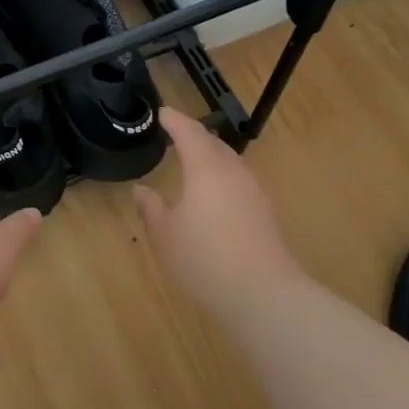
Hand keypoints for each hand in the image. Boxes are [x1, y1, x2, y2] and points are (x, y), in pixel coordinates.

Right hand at [133, 106, 300, 303]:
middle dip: (194, 136)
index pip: (189, 132)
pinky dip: (222, 178)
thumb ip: (152, 208)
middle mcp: (233, 172)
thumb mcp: (165, 234)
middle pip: (214, 143)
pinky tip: (213, 197)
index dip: (174, 120)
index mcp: (206, 168)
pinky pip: (239, 182)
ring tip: (192, 163)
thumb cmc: (204, 259)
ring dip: (210, 157)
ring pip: (230, 163)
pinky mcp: (265, 214)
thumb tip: (142, 189)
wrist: (264, 295)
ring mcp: (254, 192)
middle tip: (175, 135)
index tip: (161, 112)